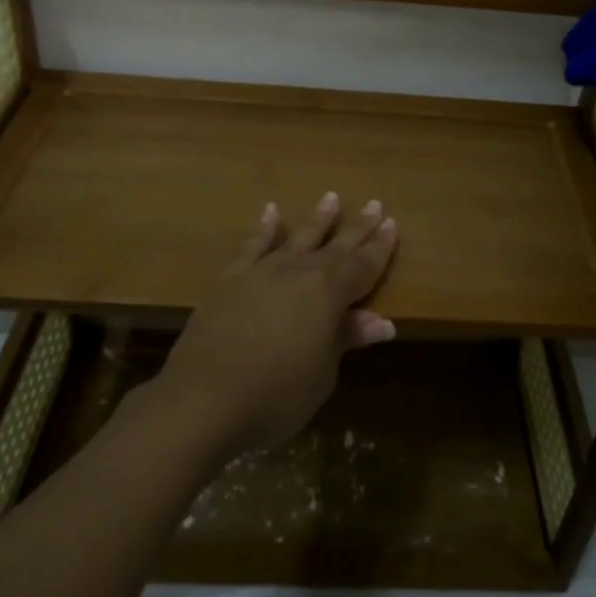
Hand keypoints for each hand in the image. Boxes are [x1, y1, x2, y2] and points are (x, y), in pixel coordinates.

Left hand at [152, 193, 398, 457]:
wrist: (203, 398)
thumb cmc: (275, 395)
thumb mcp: (322, 373)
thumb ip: (346, 338)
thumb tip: (384, 323)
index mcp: (329, 293)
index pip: (363, 265)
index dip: (380, 248)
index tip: (392, 224)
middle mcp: (299, 272)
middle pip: (336, 246)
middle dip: (358, 227)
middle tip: (375, 205)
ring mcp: (263, 271)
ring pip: (298, 238)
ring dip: (318, 220)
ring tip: (331, 198)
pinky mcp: (231, 279)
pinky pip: (253, 245)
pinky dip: (265, 228)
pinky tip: (271, 212)